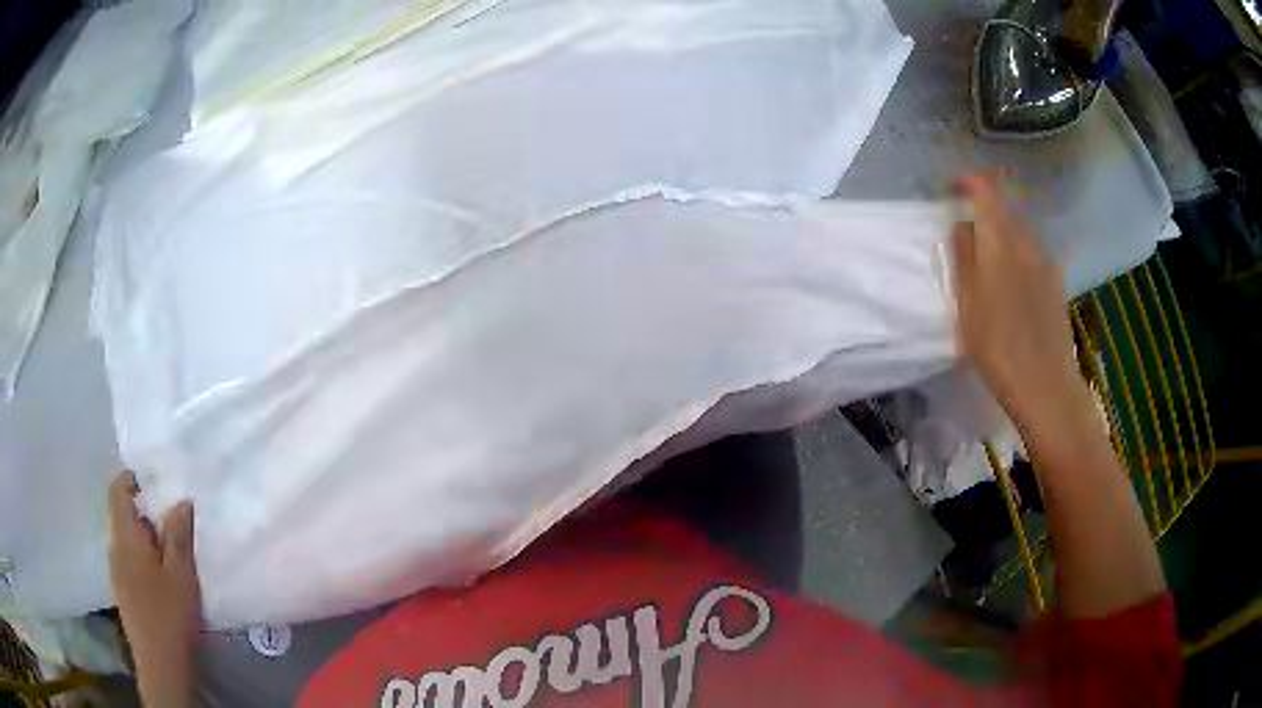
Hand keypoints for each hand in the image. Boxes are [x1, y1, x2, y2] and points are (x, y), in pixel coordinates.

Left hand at [108, 471, 199, 706]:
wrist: (159, 662)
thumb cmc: (169, 614)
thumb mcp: (181, 574)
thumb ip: (178, 534)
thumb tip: (180, 499)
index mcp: (125, 536)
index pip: (117, 490)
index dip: (132, 478)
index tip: (155, 482)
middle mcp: (114, 546)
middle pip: (122, 514)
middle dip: (145, 512)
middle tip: (173, 521)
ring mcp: (116, 569)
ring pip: (127, 538)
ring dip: (145, 537)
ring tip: (171, 551)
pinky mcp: (122, 589)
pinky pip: (128, 558)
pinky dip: (143, 556)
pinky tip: (162, 577)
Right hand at [950, 173, 1086, 430]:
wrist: (1046, 386)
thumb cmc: (998, 347)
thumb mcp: (967, 303)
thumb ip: (963, 256)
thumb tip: (962, 224)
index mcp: (1000, 242)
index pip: (987, 189)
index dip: (968, 182)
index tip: (952, 192)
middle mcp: (1027, 243)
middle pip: (1004, 210)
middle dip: (984, 215)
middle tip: (966, 240)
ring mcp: (1046, 264)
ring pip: (1019, 235)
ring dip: (1001, 240)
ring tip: (988, 274)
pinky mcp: (1057, 285)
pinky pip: (1033, 258)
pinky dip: (1018, 260)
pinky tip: (1012, 295)